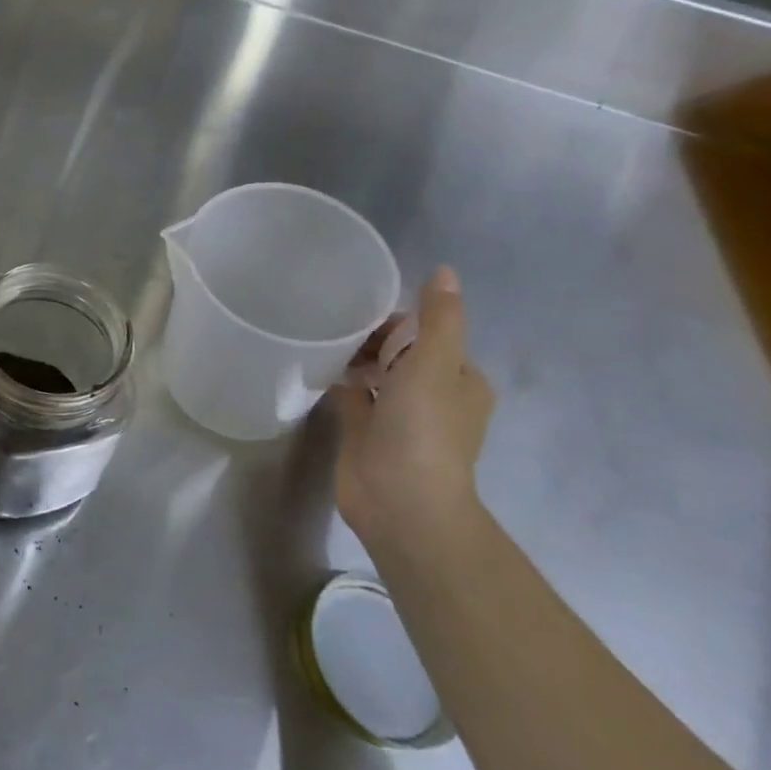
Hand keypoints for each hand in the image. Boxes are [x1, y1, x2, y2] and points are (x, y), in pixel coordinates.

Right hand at [330, 267, 494, 553]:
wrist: (400, 500)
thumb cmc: (423, 428)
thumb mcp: (435, 364)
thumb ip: (439, 318)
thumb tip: (446, 270)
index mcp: (459, 380)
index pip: (427, 335)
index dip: (397, 320)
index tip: (361, 310)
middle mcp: (431, 396)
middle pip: (399, 352)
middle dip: (370, 337)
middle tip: (332, 322)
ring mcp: (397, 416)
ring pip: (373, 374)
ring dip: (352, 357)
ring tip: (316, 336)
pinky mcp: (365, 432)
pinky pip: (350, 395)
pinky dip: (335, 380)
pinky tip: (311, 364)